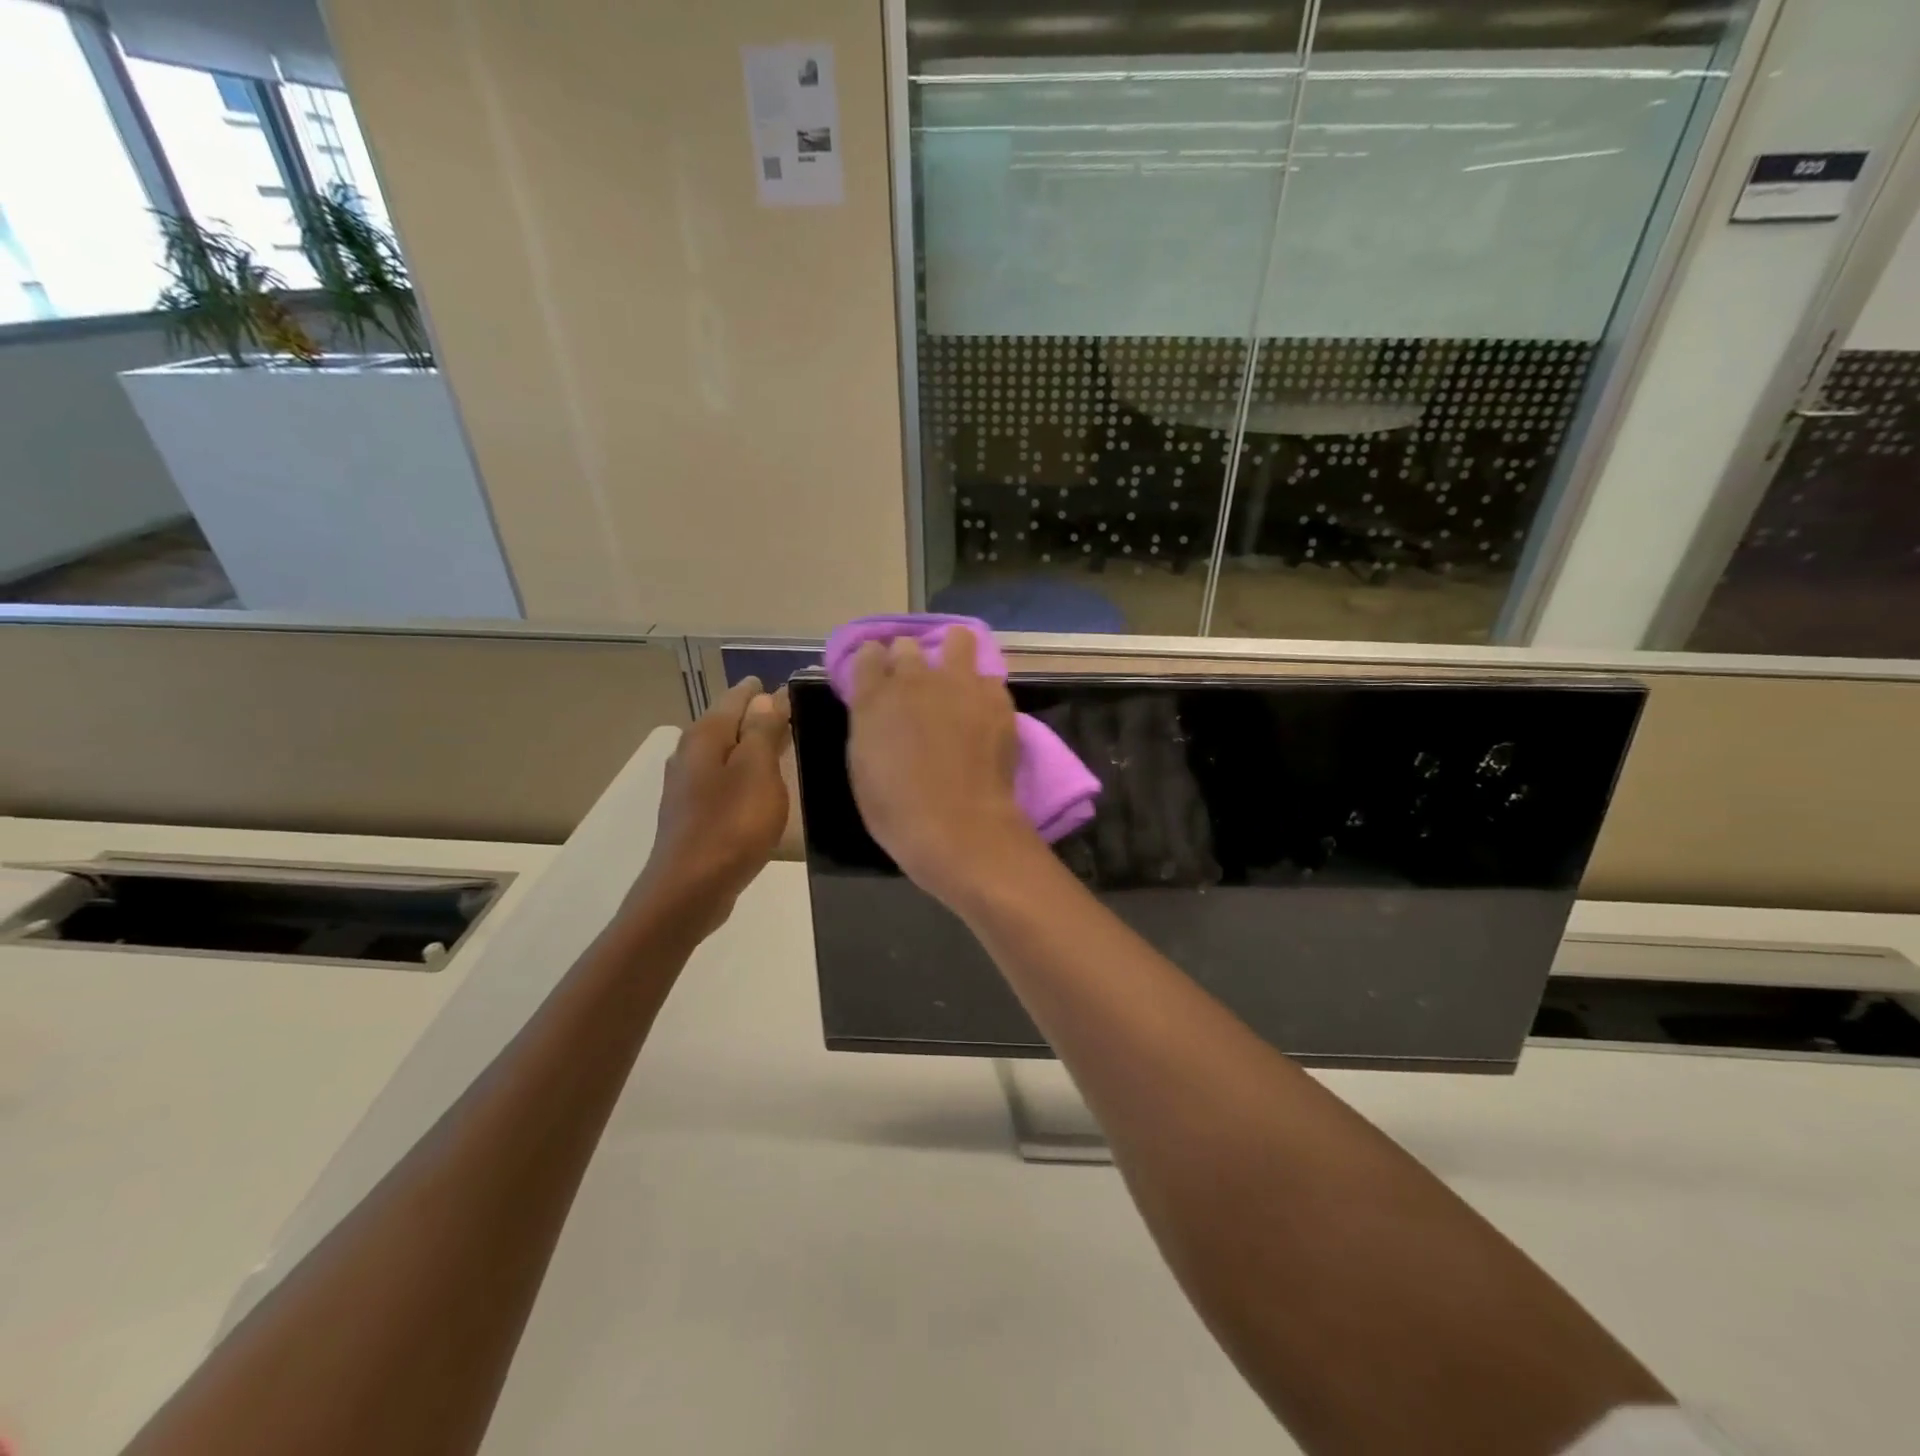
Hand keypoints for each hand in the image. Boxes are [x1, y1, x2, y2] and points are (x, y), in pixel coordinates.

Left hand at [633, 677, 790, 934]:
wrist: (691, 889)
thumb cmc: (731, 825)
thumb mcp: (757, 771)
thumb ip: (763, 730)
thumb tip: (766, 696)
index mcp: (705, 736)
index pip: (736, 697)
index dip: (762, 690)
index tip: (788, 686)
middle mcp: (689, 753)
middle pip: (728, 723)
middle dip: (757, 716)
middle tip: (791, 712)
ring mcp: (686, 785)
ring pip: (724, 752)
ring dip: (750, 746)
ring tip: (781, 745)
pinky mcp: (691, 813)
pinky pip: (722, 778)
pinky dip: (742, 773)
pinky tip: (758, 785)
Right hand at [846, 627, 1042, 906]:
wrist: (958, 826)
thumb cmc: (897, 810)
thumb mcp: (863, 766)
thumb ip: (870, 725)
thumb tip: (879, 710)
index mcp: (874, 696)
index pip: (868, 654)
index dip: (873, 663)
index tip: (878, 678)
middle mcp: (915, 678)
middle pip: (907, 646)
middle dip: (908, 660)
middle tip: (915, 688)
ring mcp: (959, 684)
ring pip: (958, 640)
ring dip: (954, 654)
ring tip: (957, 679)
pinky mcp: (996, 699)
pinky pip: (989, 679)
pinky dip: (984, 691)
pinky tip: (984, 712)